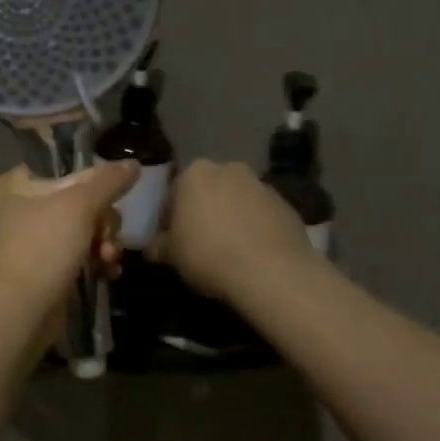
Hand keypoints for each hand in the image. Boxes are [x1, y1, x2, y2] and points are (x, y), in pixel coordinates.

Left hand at [0, 162, 136, 325]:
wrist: (21, 311)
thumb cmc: (43, 247)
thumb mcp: (80, 205)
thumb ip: (108, 180)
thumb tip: (133, 164)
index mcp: (14, 184)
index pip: (63, 169)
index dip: (92, 182)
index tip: (109, 198)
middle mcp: (18, 209)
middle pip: (78, 201)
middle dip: (102, 221)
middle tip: (105, 237)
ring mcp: (30, 242)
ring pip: (82, 230)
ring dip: (103, 243)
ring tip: (108, 259)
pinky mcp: (43, 270)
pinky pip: (78, 256)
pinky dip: (95, 262)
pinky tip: (108, 272)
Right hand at [154, 160, 315, 302]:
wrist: (270, 271)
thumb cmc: (208, 255)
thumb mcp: (170, 255)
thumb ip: (158, 246)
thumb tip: (153, 247)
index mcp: (194, 173)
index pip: (173, 192)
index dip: (169, 217)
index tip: (170, 239)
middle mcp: (229, 169)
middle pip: (208, 191)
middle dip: (202, 212)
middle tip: (198, 243)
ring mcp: (262, 185)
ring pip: (236, 201)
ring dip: (229, 218)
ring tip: (227, 250)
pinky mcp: (286, 204)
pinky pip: (260, 215)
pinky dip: (254, 228)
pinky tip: (251, 254)